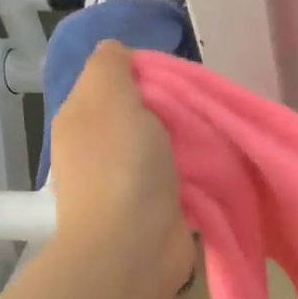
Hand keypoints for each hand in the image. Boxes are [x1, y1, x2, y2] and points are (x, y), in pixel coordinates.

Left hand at [47, 42, 193, 298]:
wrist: (134, 248)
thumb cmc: (122, 167)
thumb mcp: (109, 98)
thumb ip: (111, 67)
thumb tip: (115, 50)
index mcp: (82, 117)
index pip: (114, 79)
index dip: (146, 72)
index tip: (178, 78)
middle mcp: (99, 146)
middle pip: (141, 111)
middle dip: (172, 107)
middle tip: (203, 106)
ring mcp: (125, 180)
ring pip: (162, 143)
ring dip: (187, 139)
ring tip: (215, 133)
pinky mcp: (153, 206)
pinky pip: (177, 174)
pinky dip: (194, 168)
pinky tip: (214, 163)